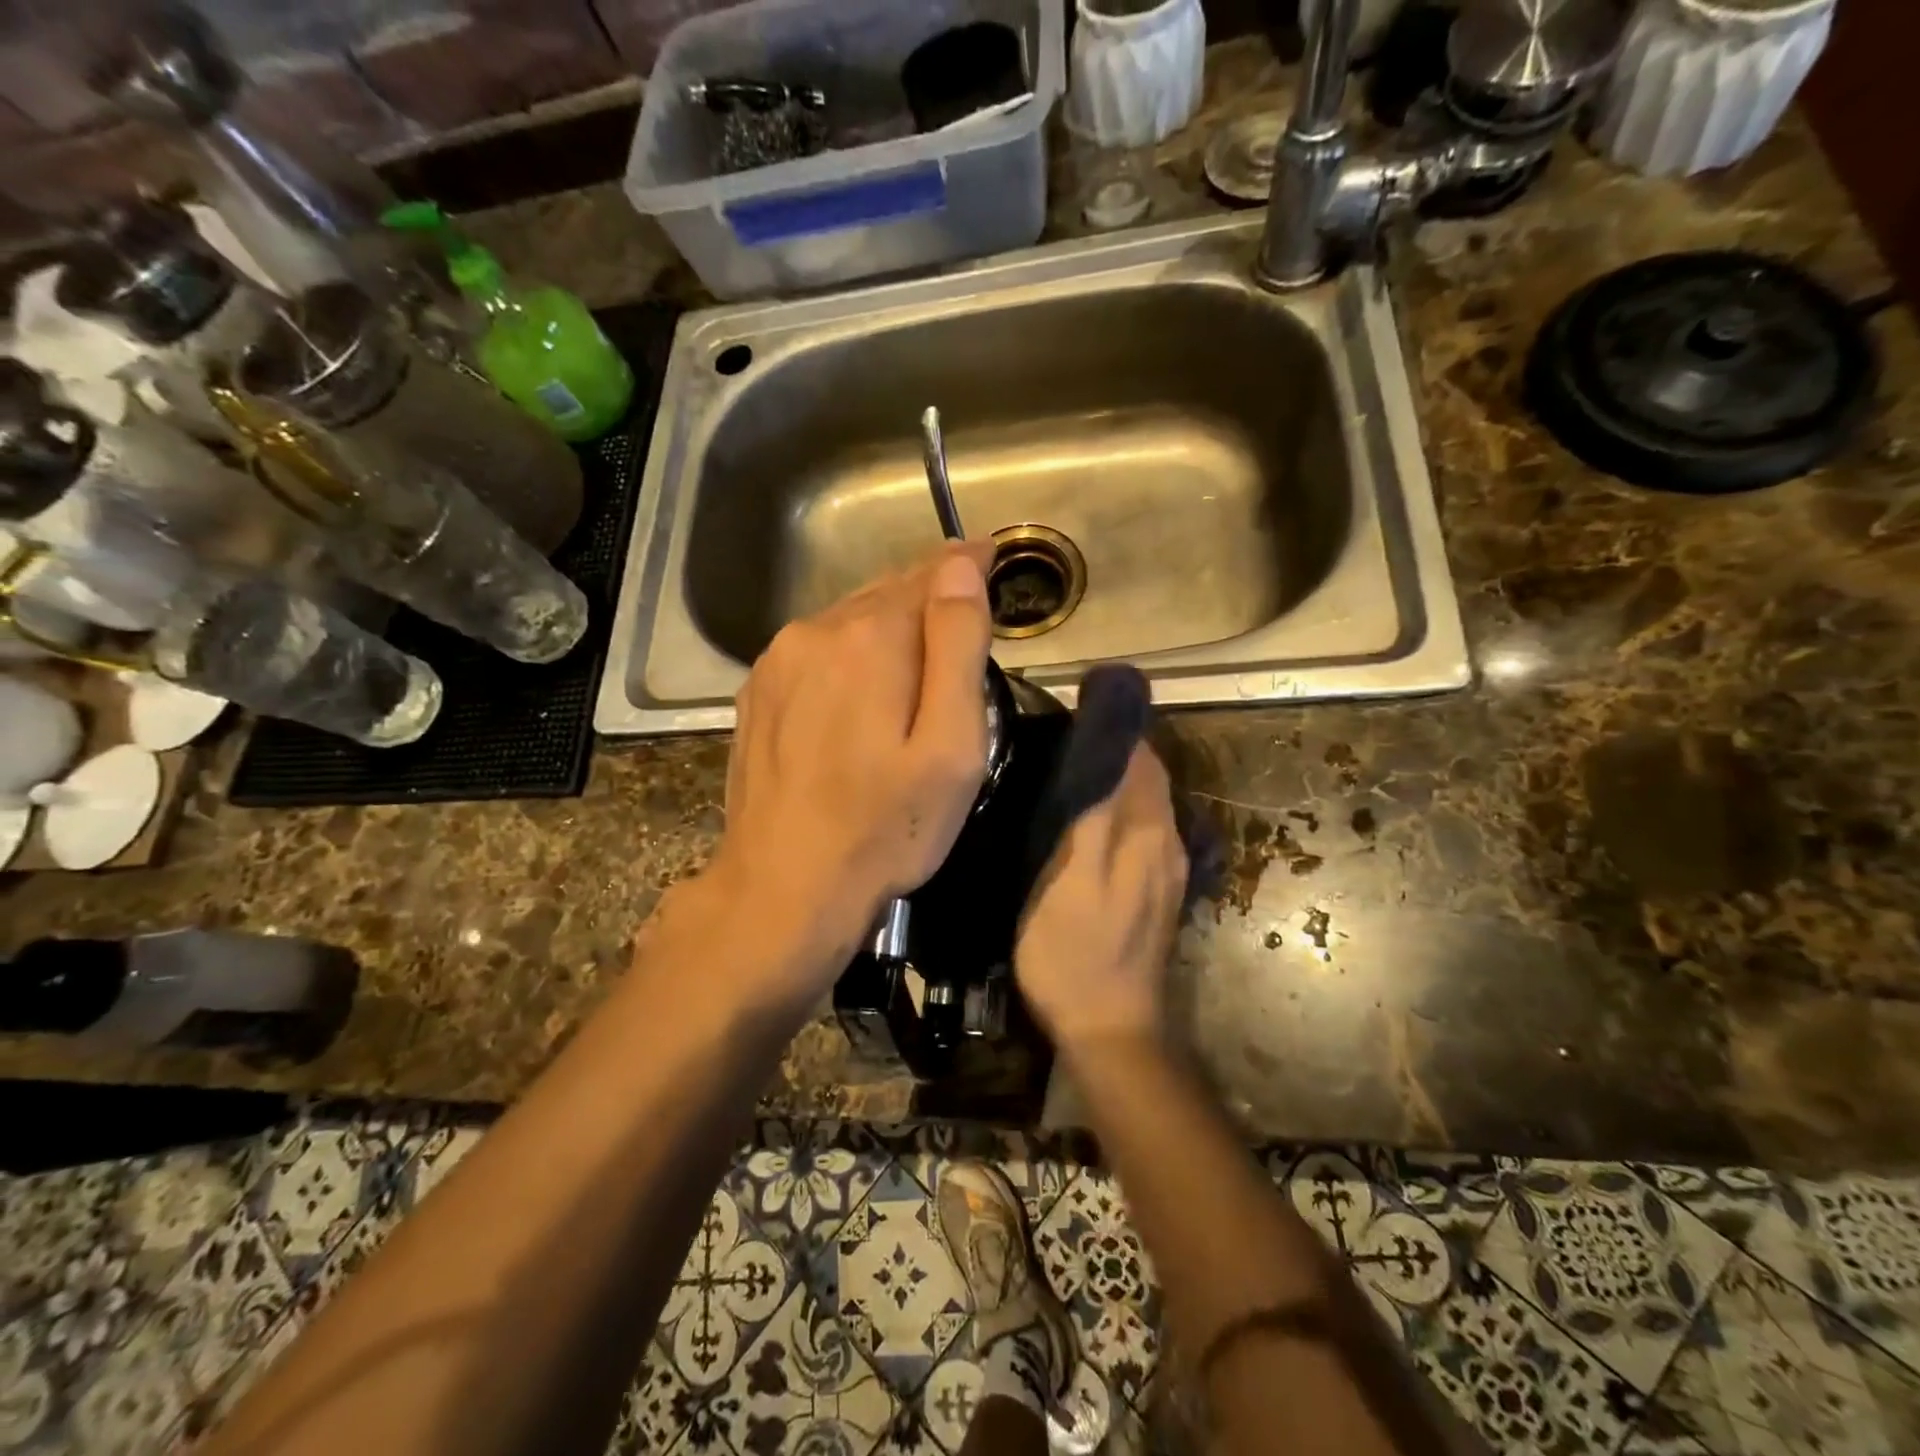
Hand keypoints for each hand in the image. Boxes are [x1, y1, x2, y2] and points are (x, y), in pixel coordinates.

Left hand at [705, 540, 997, 987]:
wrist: (783, 887)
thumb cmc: (886, 827)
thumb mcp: (951, 745)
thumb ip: (957, 647)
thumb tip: (961, 566)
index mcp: (871, 637)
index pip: (931, 574)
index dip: (967, 565)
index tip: (992, 555)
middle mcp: (816, 631)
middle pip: (888, 592)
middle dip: (929, 594)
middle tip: (966, 610)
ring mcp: (778, 660)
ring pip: (850, 619)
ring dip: (889, 623)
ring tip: (919, 650)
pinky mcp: (758, 691)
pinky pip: (817, 648)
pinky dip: (850, 650)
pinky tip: (863, 687)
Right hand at [1015, 743, 1186, 1048]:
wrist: (1109, 1028)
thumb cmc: (1074, 952)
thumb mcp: (1068, 878)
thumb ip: (1091, 814)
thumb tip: (1104, 752)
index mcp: (1147, 833)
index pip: (1140, 758)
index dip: (1112, 729)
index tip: (1072, 712)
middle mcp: (1168, 843)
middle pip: (1148, 777)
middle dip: (1116, 749)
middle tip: (1063, 736)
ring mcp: (1166, 871)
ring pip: (1147, 804)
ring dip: (1118, 779)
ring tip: (1071, 768)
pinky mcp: (1157, 893)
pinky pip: (1144, 831)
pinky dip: (1121, 810)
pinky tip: (1090, 818)